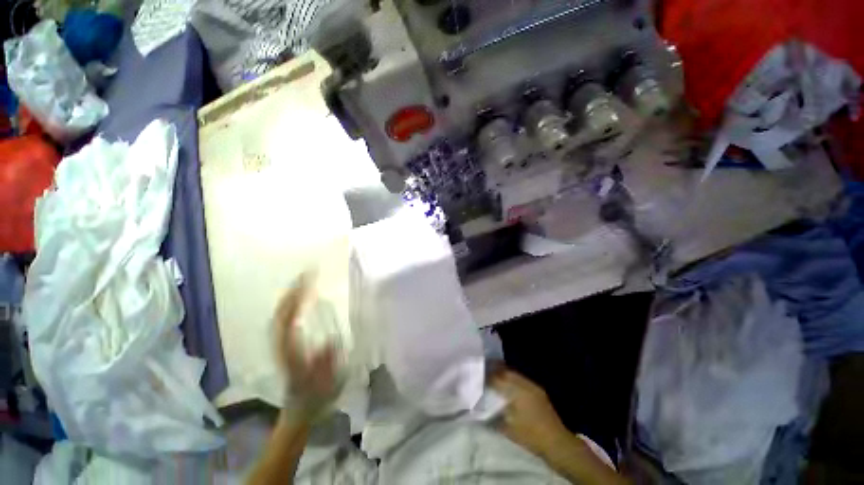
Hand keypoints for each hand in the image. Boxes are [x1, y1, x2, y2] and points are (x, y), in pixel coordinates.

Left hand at [273, 276, 338, 417]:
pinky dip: (289, 306)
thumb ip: (327, 364)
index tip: (310, 283)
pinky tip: (298, 299)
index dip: (298, 300)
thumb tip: (329, 340)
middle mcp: (283, 348)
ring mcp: (281, 347)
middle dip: (293, 292)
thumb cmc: (316, 400)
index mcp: (293, 355)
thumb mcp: (328, 385)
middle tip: (308, 274)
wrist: (298, 412)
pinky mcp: (284, 347)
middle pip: (281, 315)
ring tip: (303, 281)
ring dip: (290, 297)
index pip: (290, 321)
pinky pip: (283, 321)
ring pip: (280, 317)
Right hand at [491, 369, 571, 460]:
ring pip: (515, 373)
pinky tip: (509, 385)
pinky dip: (513, 378)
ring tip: (494, 375)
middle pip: (506, 371)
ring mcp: (533, 386)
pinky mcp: (538, 391)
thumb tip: (482, 409)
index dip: (487, 377)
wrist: (557, 442)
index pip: (498, 378)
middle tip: (485, 370)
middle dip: (495, 369)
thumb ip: (493, 416)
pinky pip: (522, 379)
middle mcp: (525, 385)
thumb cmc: (531, 436)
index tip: (479, 377)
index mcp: (516, 392)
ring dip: (504, 372)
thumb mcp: (508, 429)